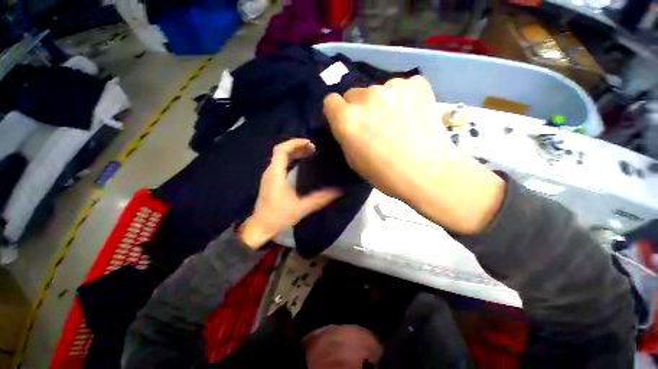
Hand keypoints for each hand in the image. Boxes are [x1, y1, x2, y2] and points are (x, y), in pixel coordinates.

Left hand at [239, 139, 342, 248]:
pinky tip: (300, 163)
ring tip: (309, 153)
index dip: (295, 143)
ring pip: (280, 157)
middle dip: (297, 146)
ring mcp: (269, 176)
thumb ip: (320, 199)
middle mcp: (270, 171)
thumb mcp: (301, 207)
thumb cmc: (278, 216)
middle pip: (281, 151)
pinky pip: (280, 164)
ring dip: (294, 152)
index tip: (310, 143)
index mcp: (276, 173)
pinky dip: (290, 159)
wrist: (260, 227)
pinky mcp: (270, 181)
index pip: (282, 149)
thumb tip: (338, 191)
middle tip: (313, 148)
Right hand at [323, 76, 504, 234]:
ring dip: (382, 103)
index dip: (337, 112)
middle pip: (354, 94)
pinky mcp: (416, 83)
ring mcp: (392, 87)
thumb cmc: (385, 174)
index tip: (345, 121)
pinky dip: (404, 98)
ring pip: (378, 91)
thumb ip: (346, 136)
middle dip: (359, 108)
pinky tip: (413, 114)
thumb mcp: (353, 160)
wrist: (429, 173)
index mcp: (347, 119)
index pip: (330, 101)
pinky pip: (402, 87)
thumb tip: (348, 123)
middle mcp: (365, 97)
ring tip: (397, 121)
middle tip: (373, 124)